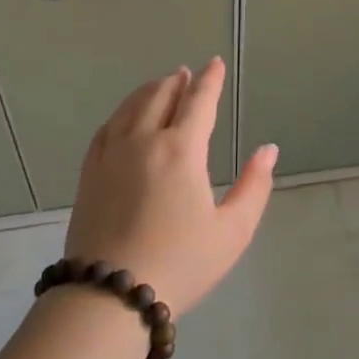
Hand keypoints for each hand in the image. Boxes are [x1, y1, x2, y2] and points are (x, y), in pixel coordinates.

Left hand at [64, 58, 276, 315]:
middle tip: (186, 73)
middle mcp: (144, 141)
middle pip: (160, 96)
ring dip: (149, 91)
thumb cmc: (180, 263)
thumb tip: (268, 150)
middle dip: (177, 82)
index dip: (210, 81)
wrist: (109, 295)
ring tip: (160, 85)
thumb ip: (253, 186)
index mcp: (181, 150)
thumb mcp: (232, 231)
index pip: (199, 102)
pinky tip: (124, 117)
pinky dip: (121, 112)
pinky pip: (106, 128)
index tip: (215, 63)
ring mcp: (111, 155)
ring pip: (130, 107)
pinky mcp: (90, 173)